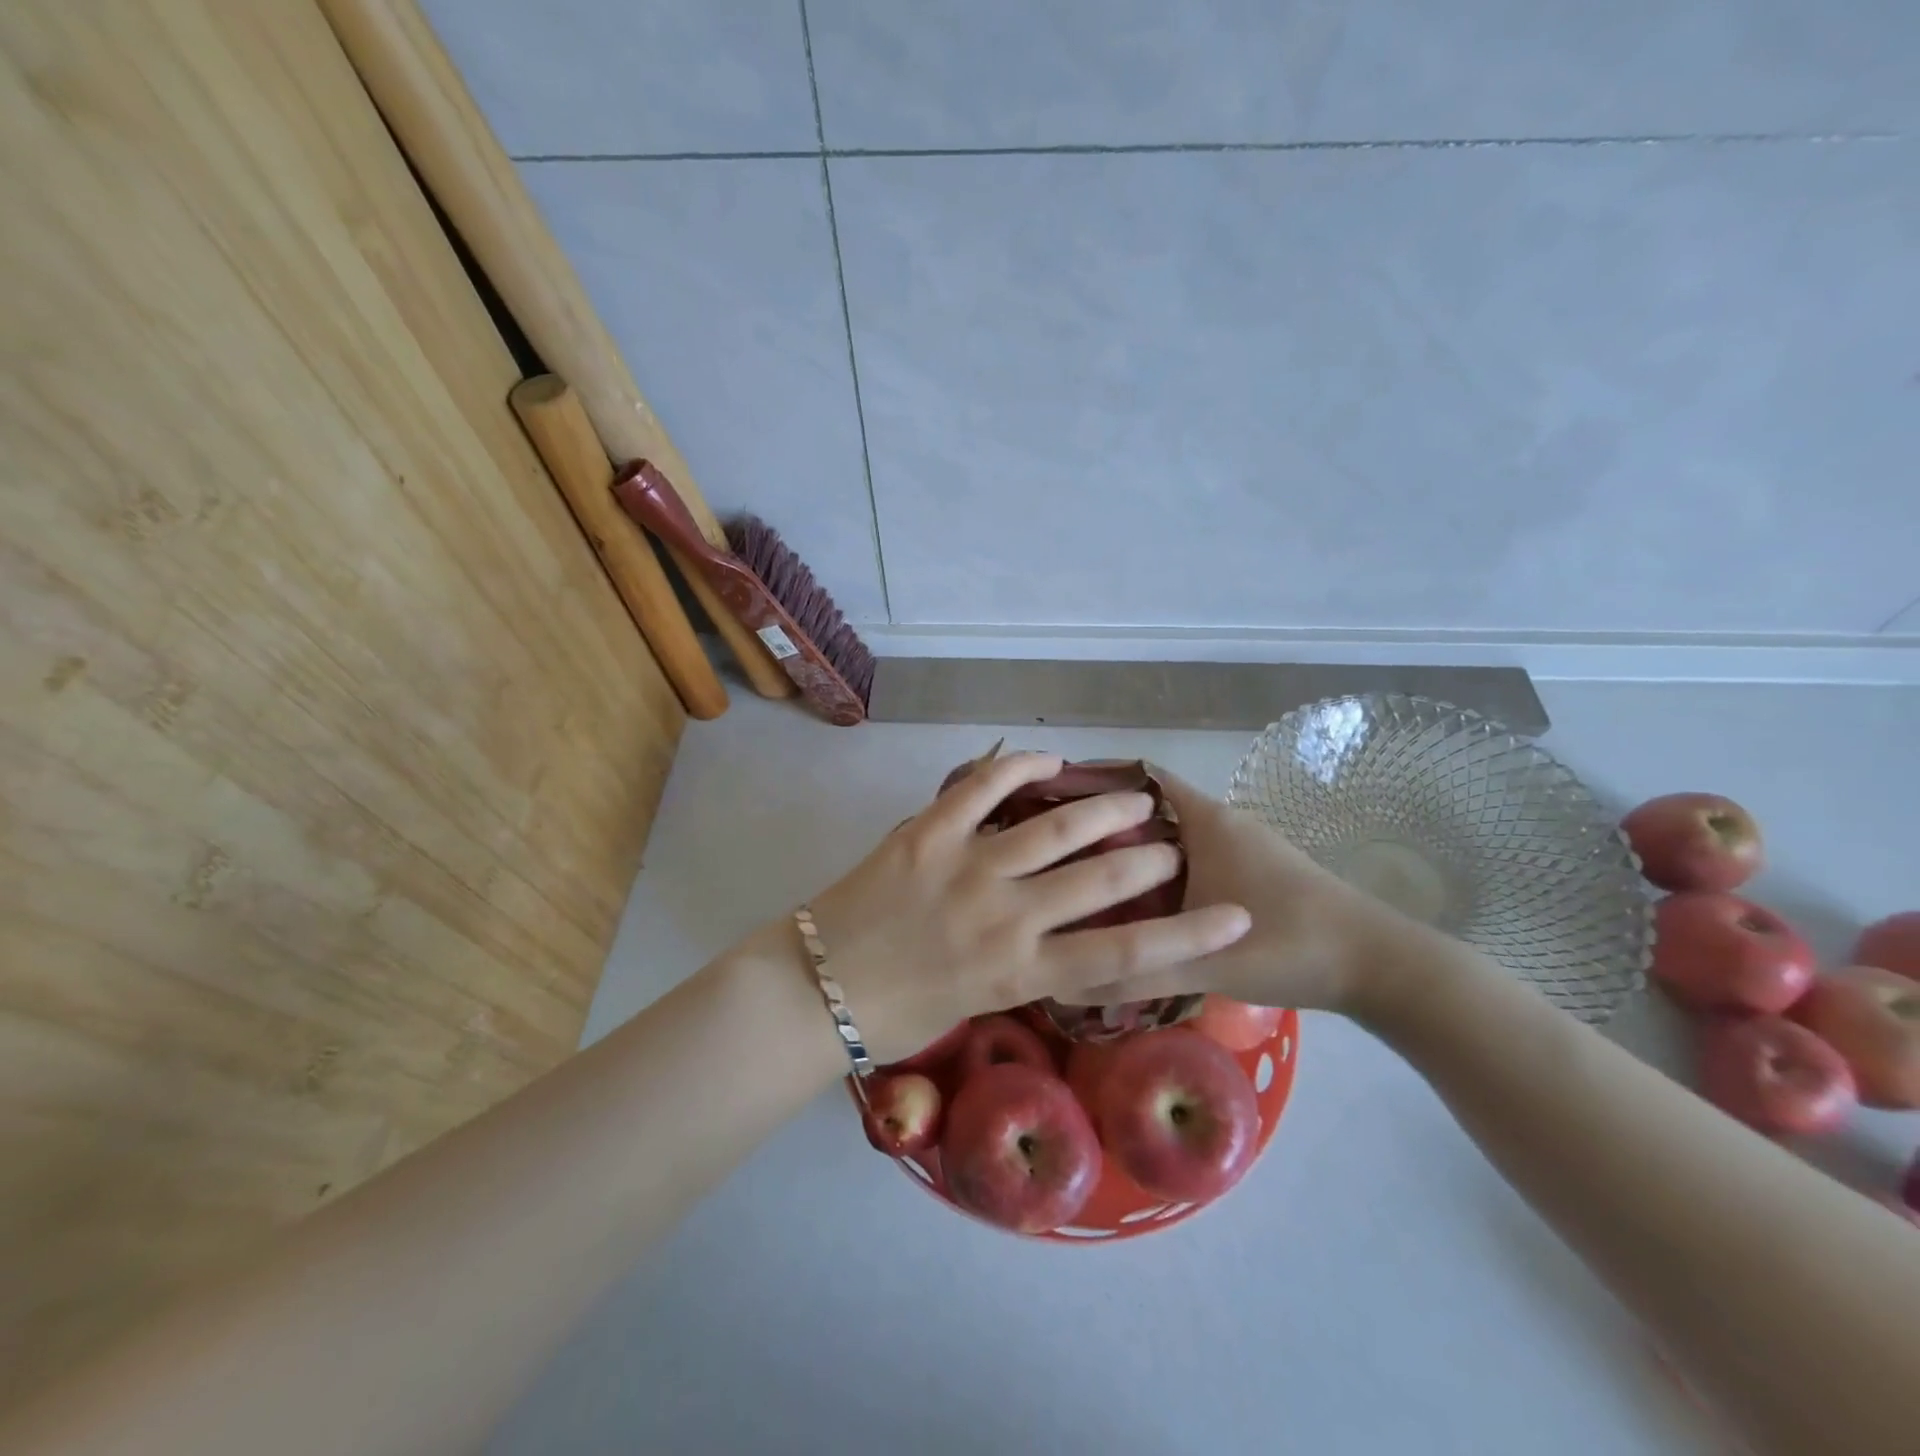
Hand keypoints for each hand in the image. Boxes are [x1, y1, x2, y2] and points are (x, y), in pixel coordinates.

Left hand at [781, 752, 1251, 1063]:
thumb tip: (1051, 932)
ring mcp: (966, 869)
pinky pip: (980, 790)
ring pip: (1052, 830)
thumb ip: (1021, 965)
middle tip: (1172, 844)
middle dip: (1147, 857)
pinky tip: (1049, 759)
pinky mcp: (926, 834)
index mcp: (1021, 973)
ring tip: (1134, 797)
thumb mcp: (976, 1004)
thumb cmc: (895, 1016)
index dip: (1189, 937)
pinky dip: (1018, 769)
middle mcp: (1007, 918)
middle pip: (1100, 879)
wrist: (816, 991)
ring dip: (1101, 809)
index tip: (1237, 917)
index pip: (1124, 956)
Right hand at [1061, 769, 1406, 1014]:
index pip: (1140, 777)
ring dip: (1134, 850)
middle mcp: (1222, 822)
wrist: (1382, 967)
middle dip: (1104, 822)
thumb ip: (1134, 971)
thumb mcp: (1202, 961)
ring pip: (1172, 836)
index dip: (1097, 781)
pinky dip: (1161, 871)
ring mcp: (1242, 846)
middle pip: (1150, 807)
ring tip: (1083, 876)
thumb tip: (1064, 980)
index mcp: (1206, 821)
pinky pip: (1192, 857)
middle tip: (1054, 849)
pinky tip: (1140, 905)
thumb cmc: (1289, 945)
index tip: (1050, 801)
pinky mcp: (1254, 871)